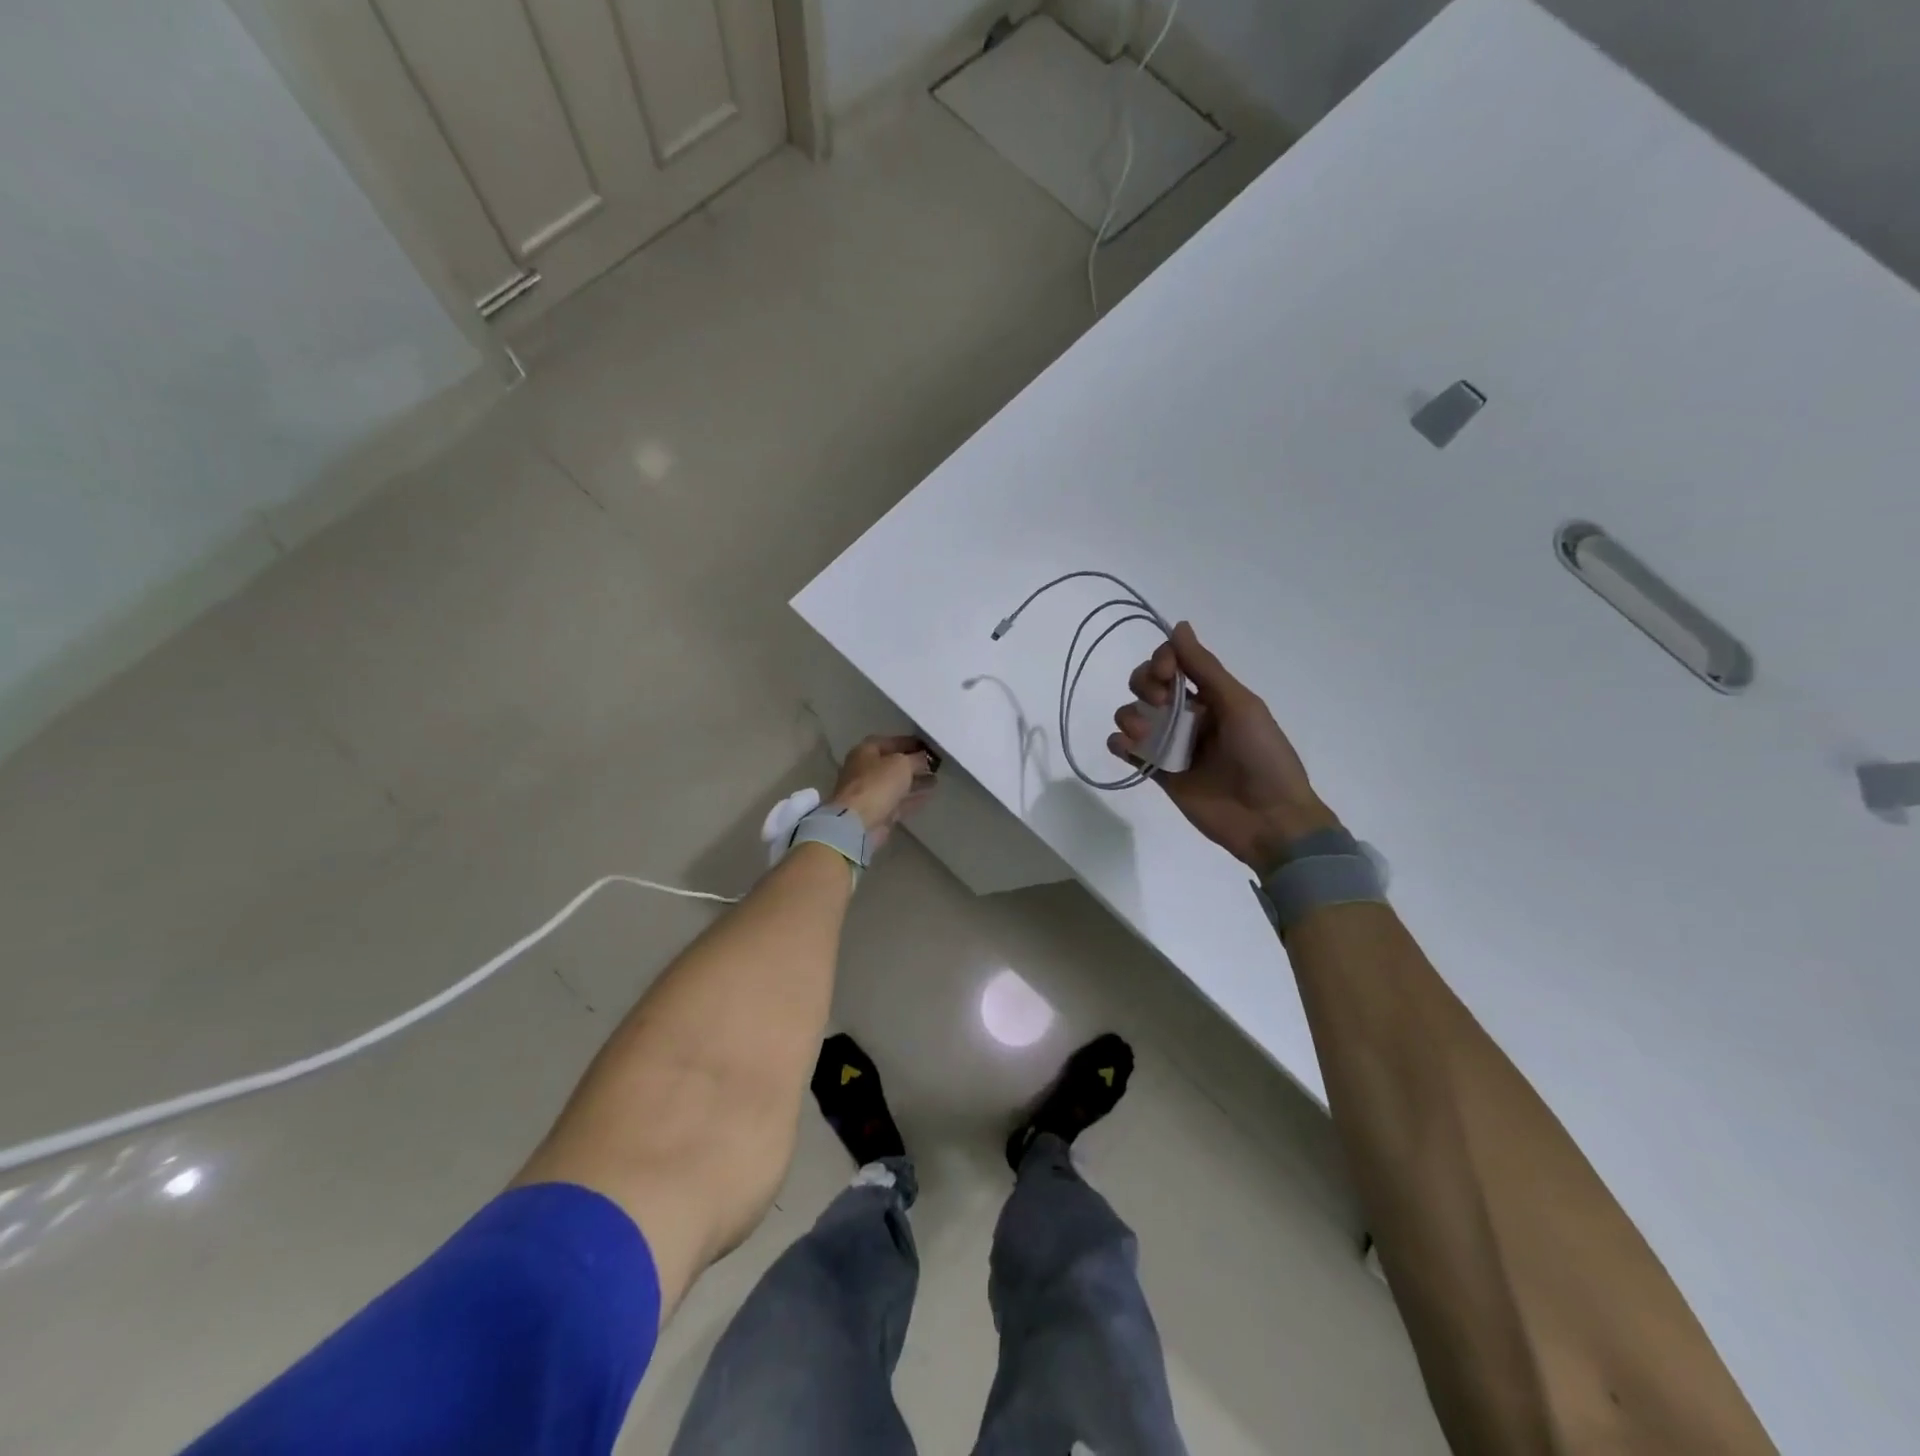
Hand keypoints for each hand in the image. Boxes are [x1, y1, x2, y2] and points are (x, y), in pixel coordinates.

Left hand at [828, 735, 935, 850]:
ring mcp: (870, 792)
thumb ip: (916, 759)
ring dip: (915, 781)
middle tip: (935, 763)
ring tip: (936, 779)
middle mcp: (865, 770)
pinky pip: (898, 801)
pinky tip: (929, 795)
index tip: (929, 746)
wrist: (859, 822)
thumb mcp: (902, 764)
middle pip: (892, 763)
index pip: (890, 742)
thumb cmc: (878, 784)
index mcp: (865, 751)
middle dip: (913, 763)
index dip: (910, 742)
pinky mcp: (877, 812)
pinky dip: (912, 798)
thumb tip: (925, 758)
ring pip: (896, 783)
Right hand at [1109, 623, 1338, 875]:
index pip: (1174, 662)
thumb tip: (1179, 625)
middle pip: (1147, 685)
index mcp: (1211, 695)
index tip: (1167, 676)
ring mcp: (1171, 745)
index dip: (1161, 661)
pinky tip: (1127, 746)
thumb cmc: (1262, 755)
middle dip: (1144, 685)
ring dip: (1130, 715)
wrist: (1270, 819)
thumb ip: (1205, 668)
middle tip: (1161, 705)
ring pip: (1133, 715)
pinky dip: (1119, 743)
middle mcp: (1188, 715)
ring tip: (1143, 734)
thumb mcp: (1239, 705)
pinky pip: (1128, 750)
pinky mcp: (1159, 773)